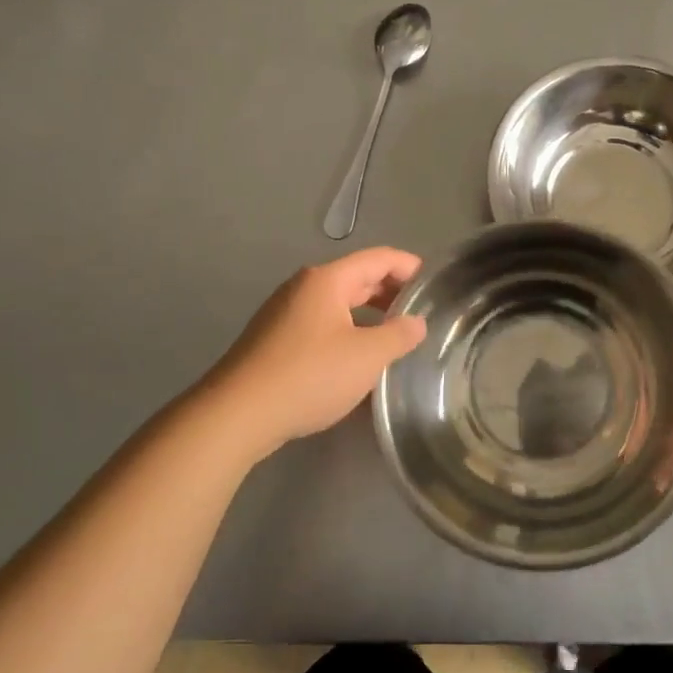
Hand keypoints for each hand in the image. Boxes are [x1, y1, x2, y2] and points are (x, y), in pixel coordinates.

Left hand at [203, 247, 427, 453]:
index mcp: (327, 280)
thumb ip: (399, 335)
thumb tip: (417, 322)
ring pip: (338, 303)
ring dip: (369, 313)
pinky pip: (321, 323)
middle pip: (357, 278)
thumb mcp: (367, 357)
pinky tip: (357, 357)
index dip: (409, 266)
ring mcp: (284, 313)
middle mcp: (304, 287)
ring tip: (394, 336)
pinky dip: (347, 330)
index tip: (434, 285)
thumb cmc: (310, 375)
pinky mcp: (274, 339)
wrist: (238, 414)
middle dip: (391, 291)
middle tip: (420, 312)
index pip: (379, 258)